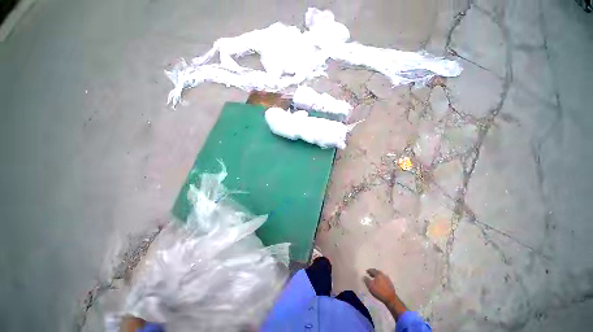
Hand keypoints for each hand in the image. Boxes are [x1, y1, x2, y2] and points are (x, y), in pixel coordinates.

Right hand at [363, 268, 395, 303]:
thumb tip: (364, 276)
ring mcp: (387, 278)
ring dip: (377, 275)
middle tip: (370, 274)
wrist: (391, 299)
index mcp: (378, 274)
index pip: (372, 270)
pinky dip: (381, 279)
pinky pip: (384, 278)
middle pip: (377, 271)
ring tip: (374, 278)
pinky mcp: (390, 283)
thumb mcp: (370, 286)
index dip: (368, 271)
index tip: (366, 272)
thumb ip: (366, 280)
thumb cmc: (379, 292)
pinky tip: (380, 282)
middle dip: (373, 272)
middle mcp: (383, 274)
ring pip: (381, 275)